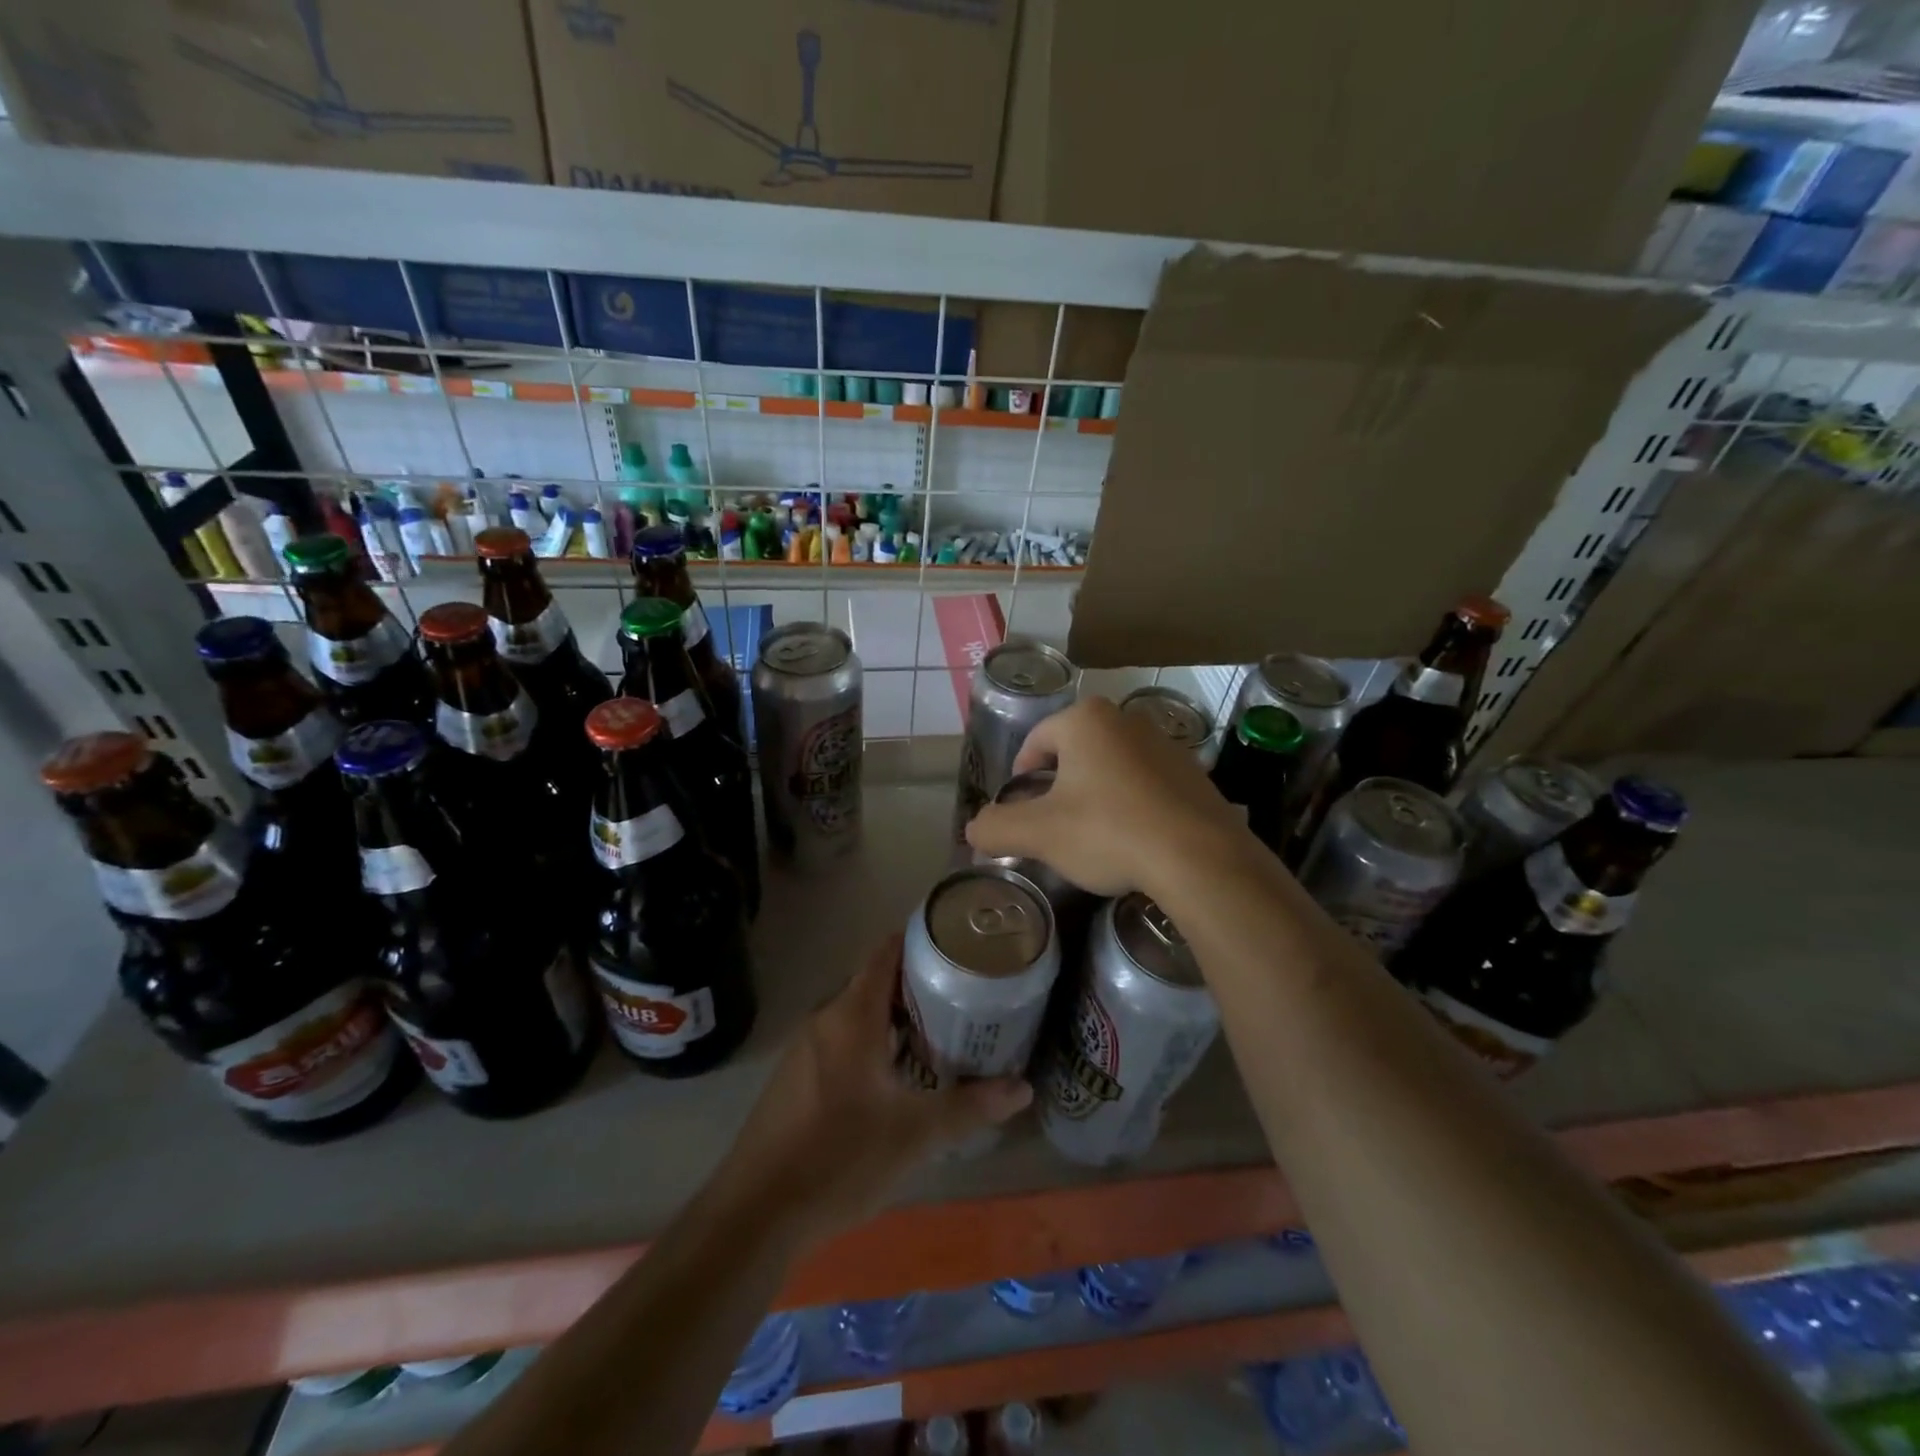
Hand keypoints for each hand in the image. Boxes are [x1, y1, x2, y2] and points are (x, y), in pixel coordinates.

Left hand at [713, 934, 1031, 1249]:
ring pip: (857, 1015)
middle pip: (875, 983)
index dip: (921, 941)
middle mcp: (825, 1020)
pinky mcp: (793, 1078)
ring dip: (894, 1018)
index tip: (958, 946)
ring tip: (937, 1035)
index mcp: (852, 1016)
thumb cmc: (839, 1158)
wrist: (755, 1214)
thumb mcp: (915, 1135)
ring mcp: (804, 1049)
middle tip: (962, 998)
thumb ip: (971, 1107)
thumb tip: (1024, 1087)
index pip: (886, 953)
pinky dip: (870, 1043)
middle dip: (917, 986)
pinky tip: (893, 1078)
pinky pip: (840, 1041)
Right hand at [965, 696, 1242, 899]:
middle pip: (1075, 752)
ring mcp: (1166, 745)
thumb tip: (973, 830)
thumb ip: (996, 828)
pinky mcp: (1194, 774)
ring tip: (1093, 836)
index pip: (1037, 741)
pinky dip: (1132, 805)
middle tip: (1053, 824)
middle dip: (1059, 785)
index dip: (1021, 774)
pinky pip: (1147, 784)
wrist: (1199, 858)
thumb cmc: (1109, 832)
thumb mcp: (1039, 834)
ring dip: (1096, 794)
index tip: (1020, 807)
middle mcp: (1126, 720)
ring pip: (1112, 767)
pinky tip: (1134, 839)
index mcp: (1086, 721)